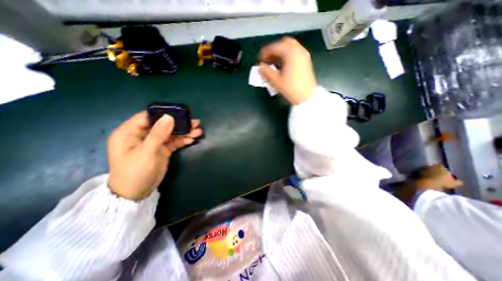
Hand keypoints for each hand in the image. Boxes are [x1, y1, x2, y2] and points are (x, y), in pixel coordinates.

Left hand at [107, 111, 200, 200]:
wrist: (137, 193)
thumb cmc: (135, 172)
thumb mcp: (146, 152)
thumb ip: (158, 134)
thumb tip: (169, 117)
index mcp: (130, 132)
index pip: (148, 117)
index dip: (164, 113)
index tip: (180, 112)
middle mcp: (142, 135)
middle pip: (163, 125)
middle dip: (179, 124)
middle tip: (194, 122)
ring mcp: (154, 142)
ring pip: (171, 133)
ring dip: (184, 132)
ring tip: (198, 131)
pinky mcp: (163, 149)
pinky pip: (174, 142)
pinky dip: (183, 140)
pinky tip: (192, 139)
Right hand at [259, 38, 316, 105]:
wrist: (307, 97)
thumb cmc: (292, 90)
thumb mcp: (277, 82)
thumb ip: (267, 72)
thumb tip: (260, 67)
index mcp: (291, 54)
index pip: (276, 47)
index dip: (266, 52)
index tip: (260, 59)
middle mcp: (299, 51)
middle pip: (284, 43)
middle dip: (274, 49)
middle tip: (267, 59)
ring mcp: (304, 55)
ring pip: (290, 47)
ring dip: (281, 52)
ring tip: (274, 62)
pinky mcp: (306, 61)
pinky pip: (295, 52)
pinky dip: (287, 55)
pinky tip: (283, 64)